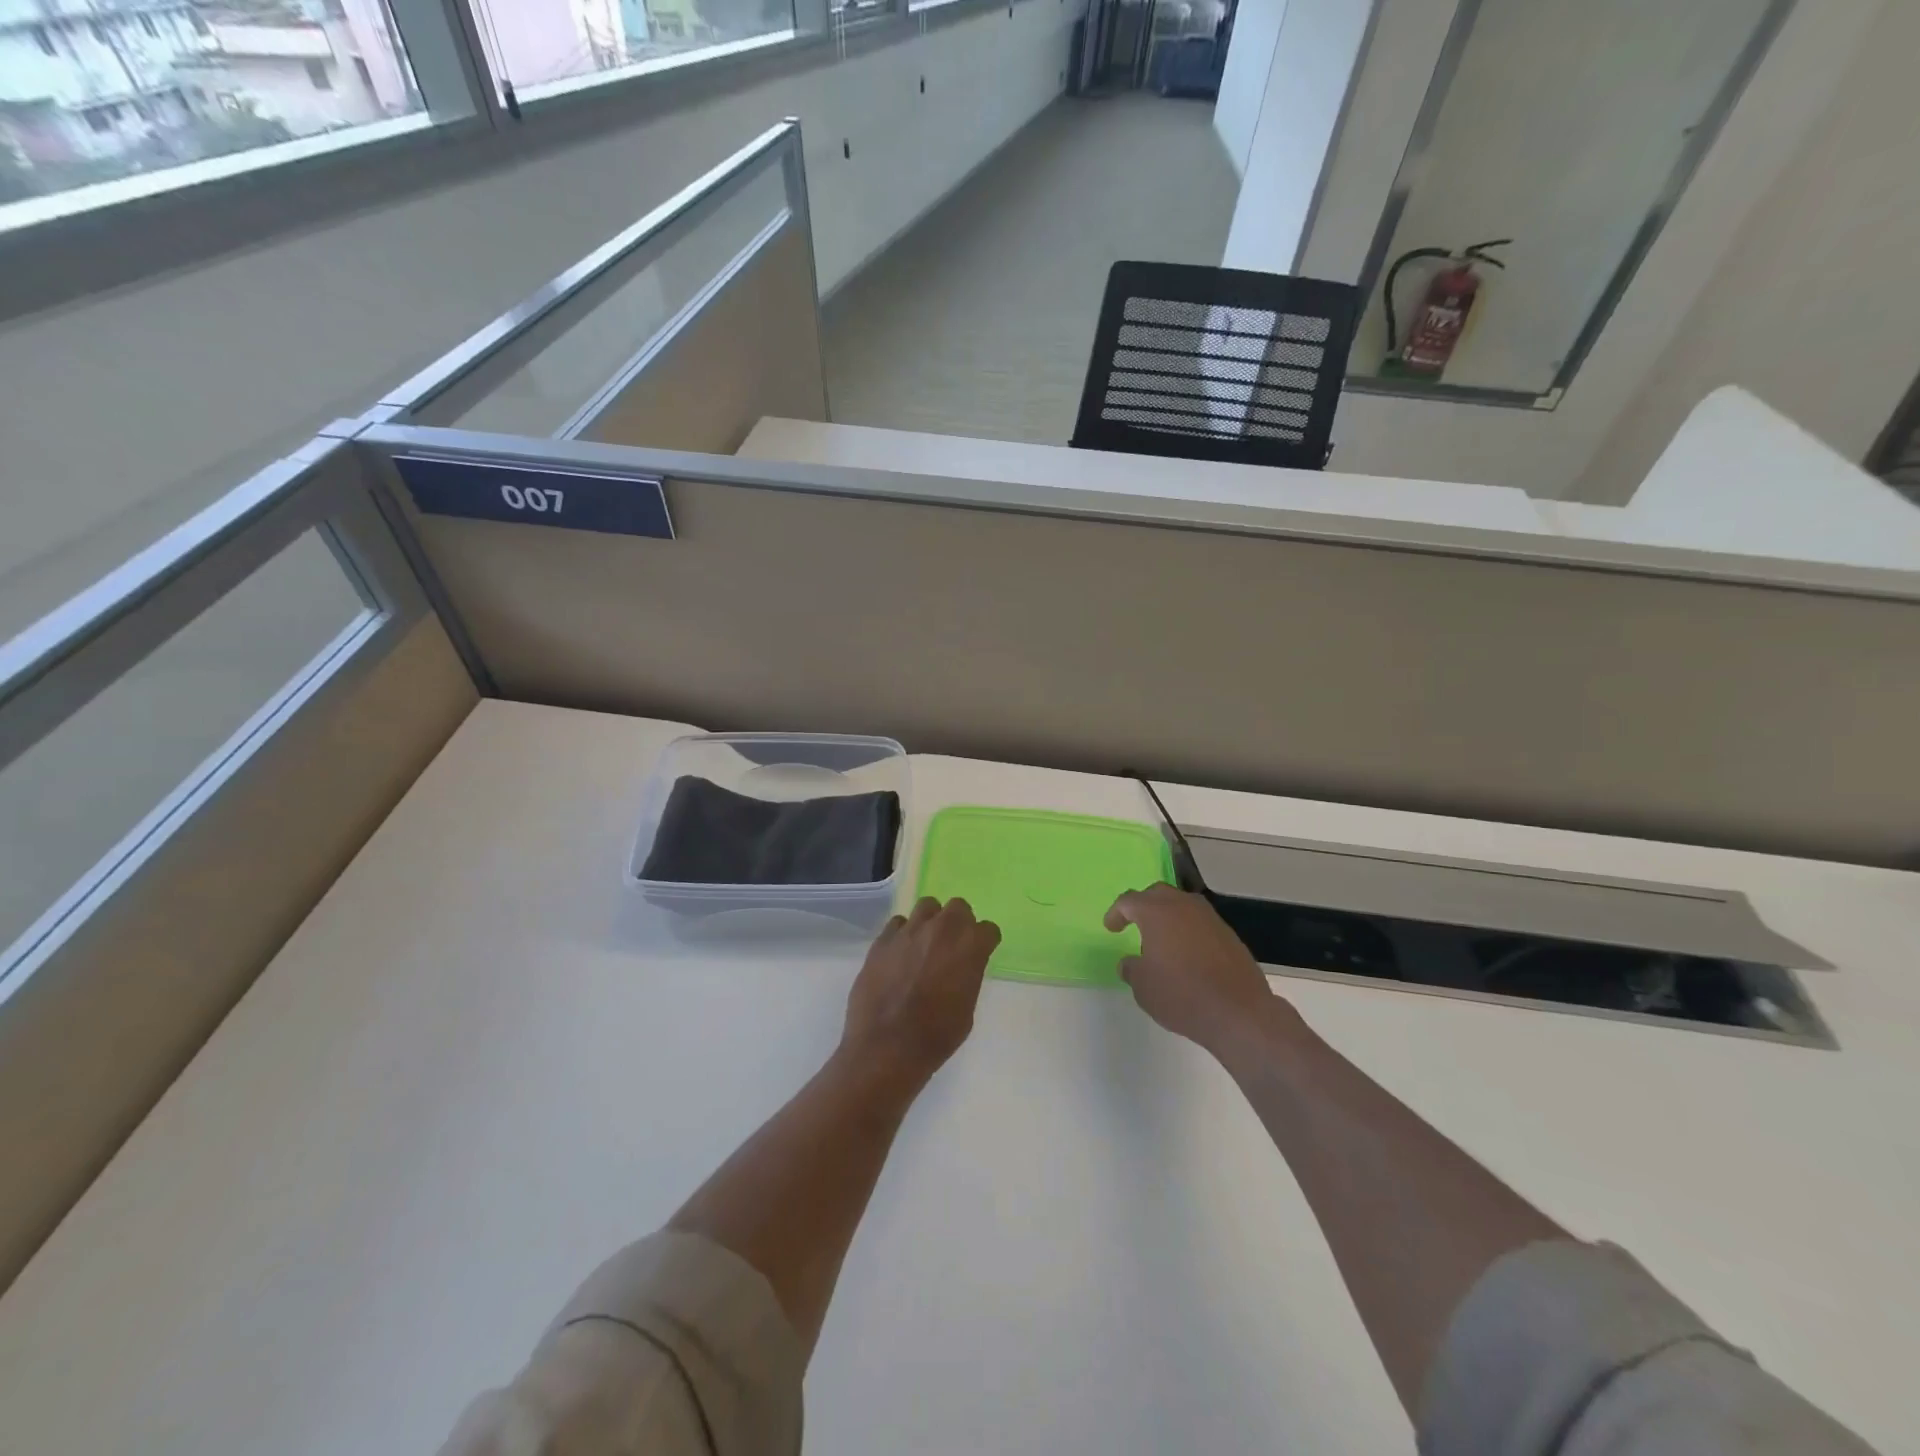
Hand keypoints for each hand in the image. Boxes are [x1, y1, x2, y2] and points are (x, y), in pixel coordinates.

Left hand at [841, 897, 1000, 1081]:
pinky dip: (903, 934)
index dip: (984, 942)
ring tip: (925, 943)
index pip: (988, 929)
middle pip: (958, 907)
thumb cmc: (936, 1036)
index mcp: (970, 947)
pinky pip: (898, 923)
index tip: (980, 953)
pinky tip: (900, 953)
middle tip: (952, 945)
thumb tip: (961, 967)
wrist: (887, 1046)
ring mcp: (909, 931)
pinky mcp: (883, 939)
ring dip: (931, 921)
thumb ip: (968, 976)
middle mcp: (942, 929)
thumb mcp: (967, 1009)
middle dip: (959, 923)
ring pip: (927, 906)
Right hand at [1106, 884, 1297, 1054]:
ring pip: (1182, 906)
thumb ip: (1132, 969)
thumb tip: (1130, 962)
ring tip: (1162, 941)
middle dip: (1143, 906)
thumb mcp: (1143, 987)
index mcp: (1157, 912)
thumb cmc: (1181, 995)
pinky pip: (1200, 924)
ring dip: (1168, 917)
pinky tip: (1187, 955)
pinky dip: (1189, 932)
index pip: (1129, 901)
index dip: (1116, 913)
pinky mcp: (1229, 935)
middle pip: (1158, 894)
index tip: (1111, 928)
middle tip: (1135, 924)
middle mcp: (1184, 906)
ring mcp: (1210, 918)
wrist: (1239, 1012)